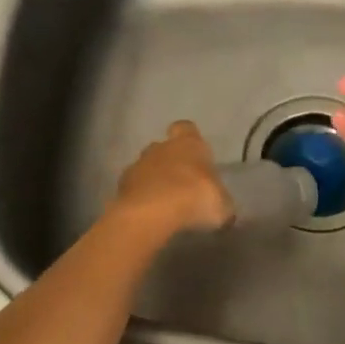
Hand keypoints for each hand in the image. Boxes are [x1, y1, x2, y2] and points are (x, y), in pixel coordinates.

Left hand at [110, 121, 232, 240]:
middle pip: (164, 147)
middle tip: (182, 184)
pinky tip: (149, 215)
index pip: (186, 128)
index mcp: (189, 143)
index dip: (190, 139)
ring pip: (146, 167)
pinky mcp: (120, 187)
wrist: (151, 213)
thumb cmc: (195, 198)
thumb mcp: (222, 205)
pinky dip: (140, 198)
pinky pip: (133, 189)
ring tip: (164, 204)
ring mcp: (137, 165)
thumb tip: (223, 208)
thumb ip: (221, 202)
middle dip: (171, 161)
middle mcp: (161, 147)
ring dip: (153, 181)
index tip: (196, 155)